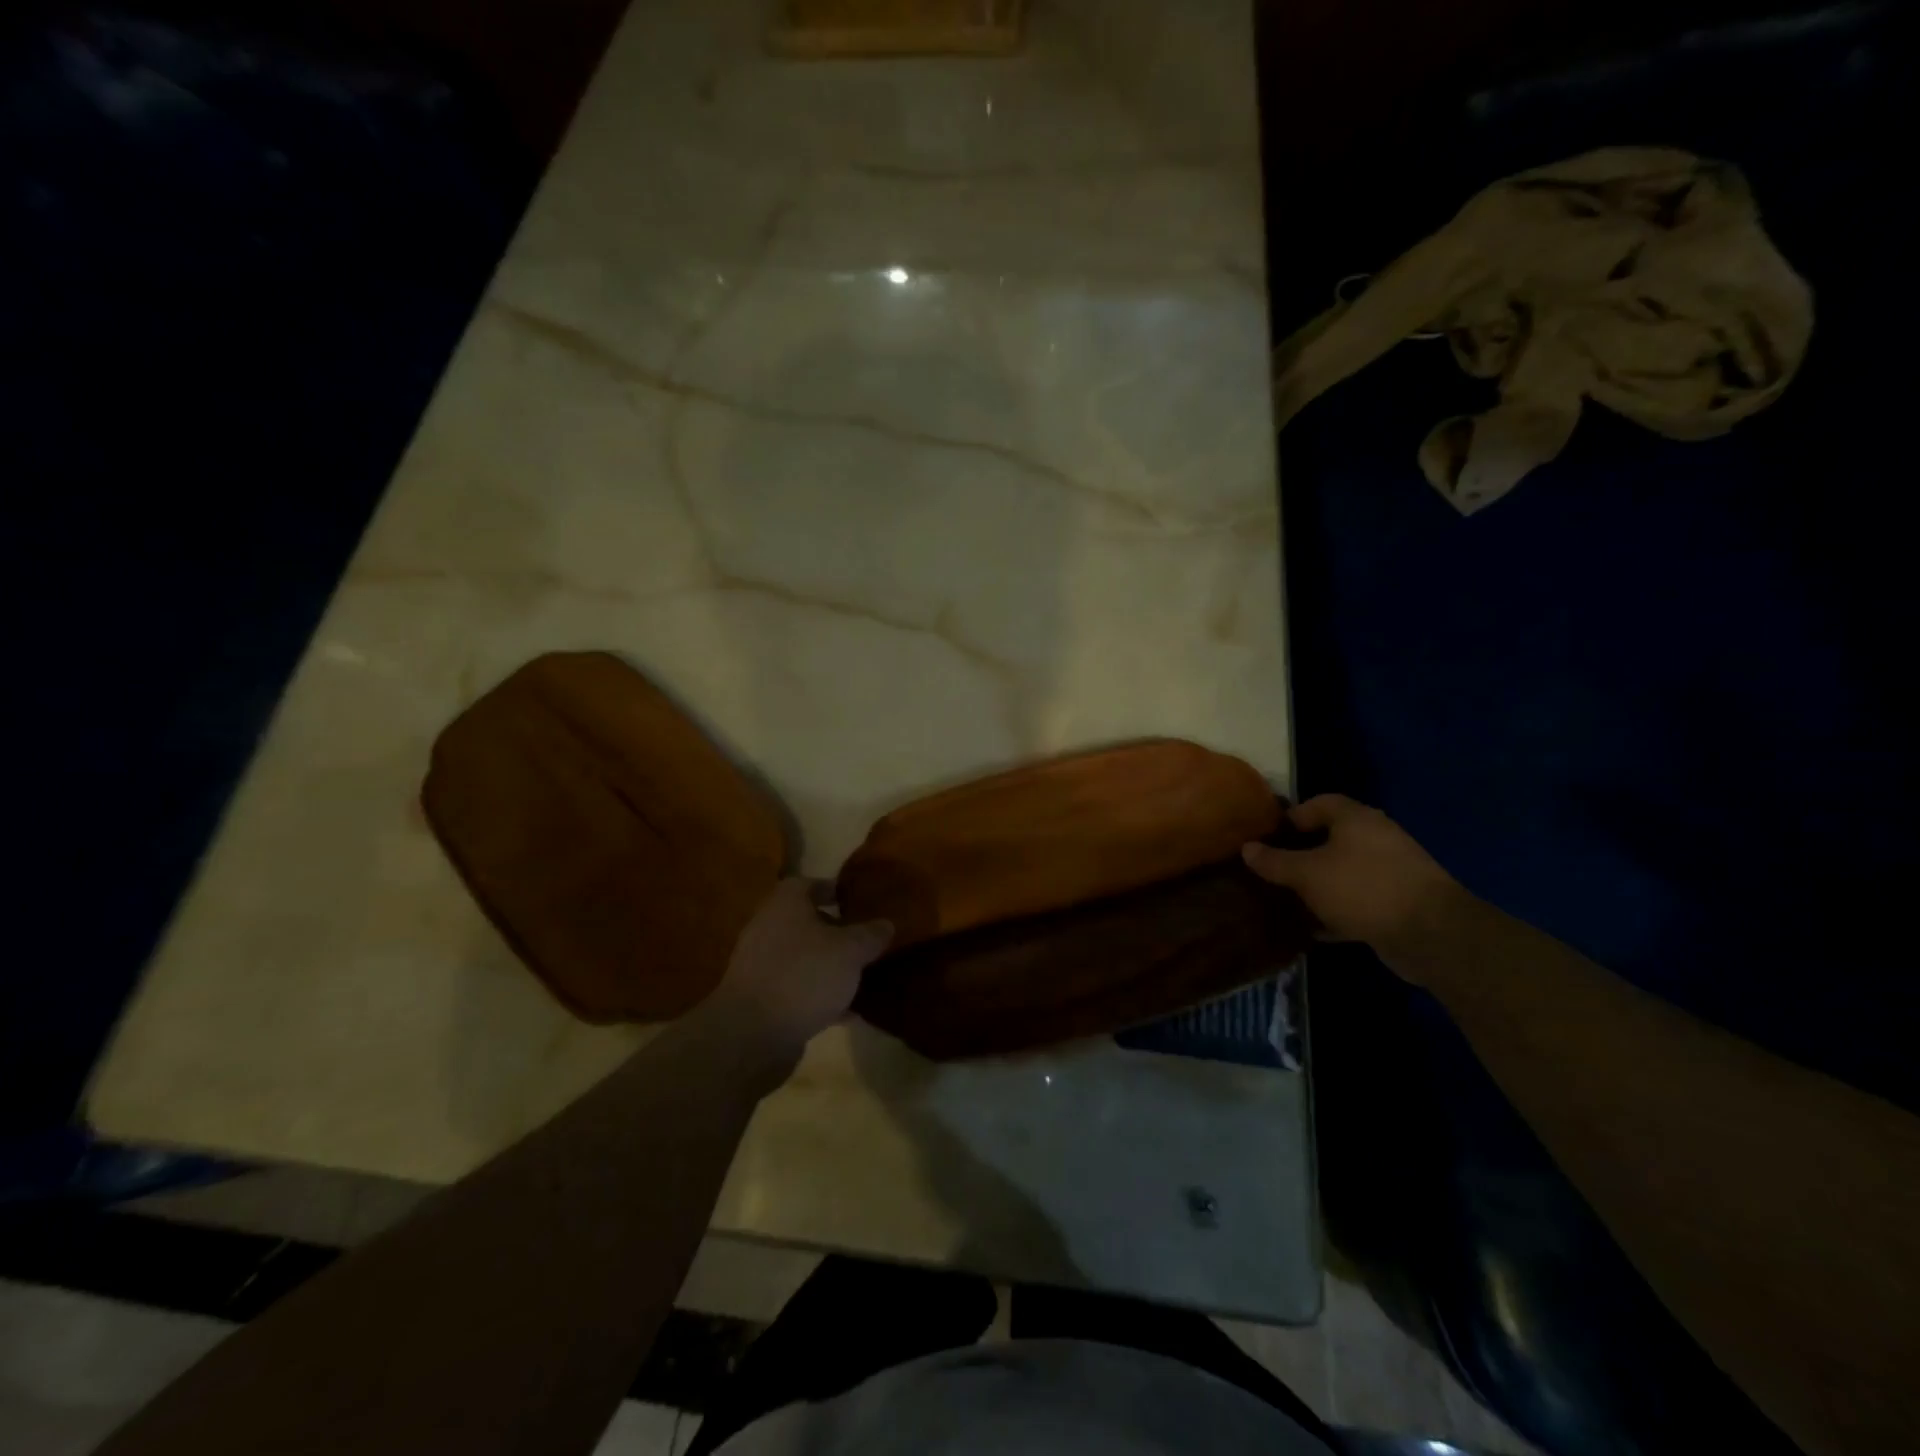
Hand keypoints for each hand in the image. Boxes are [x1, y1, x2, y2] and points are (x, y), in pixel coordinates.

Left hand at [702, 878, 892, 1066]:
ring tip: (862, 975)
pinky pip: (798, 988)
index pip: (809, 884)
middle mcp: (769, 928)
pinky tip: (847, 1011)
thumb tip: (886, 923)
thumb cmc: (803, 975)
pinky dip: (820, 995)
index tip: (858, 900)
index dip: (834, 889)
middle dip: (836, 930)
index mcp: (786, 904)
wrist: (751, 1035)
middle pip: (806, 922)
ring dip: (829, 964)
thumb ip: (870, 935)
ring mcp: (762, 966)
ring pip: (804, 957)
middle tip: (866, 939)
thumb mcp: (850, 951)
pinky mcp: (763, 1000)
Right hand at [1242, 794, 1463, 963]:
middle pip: (1330, 838)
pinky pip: (1358, 900)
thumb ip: (1274, 861)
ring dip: (1317, 885)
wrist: (1431, 934)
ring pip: (1343, 872)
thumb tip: (1246, 848)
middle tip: (1272, 870)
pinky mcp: (1398, 903)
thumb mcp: (1307, 874)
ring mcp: (1391, 871)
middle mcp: (1376, 838)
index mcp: (1356, 819)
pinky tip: (1314, 929)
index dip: (1290, 818)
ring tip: (1288, 900)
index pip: (1318, 804)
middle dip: (1300, 854)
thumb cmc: (1362, 888)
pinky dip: (1336, 911)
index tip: (1266, 838)